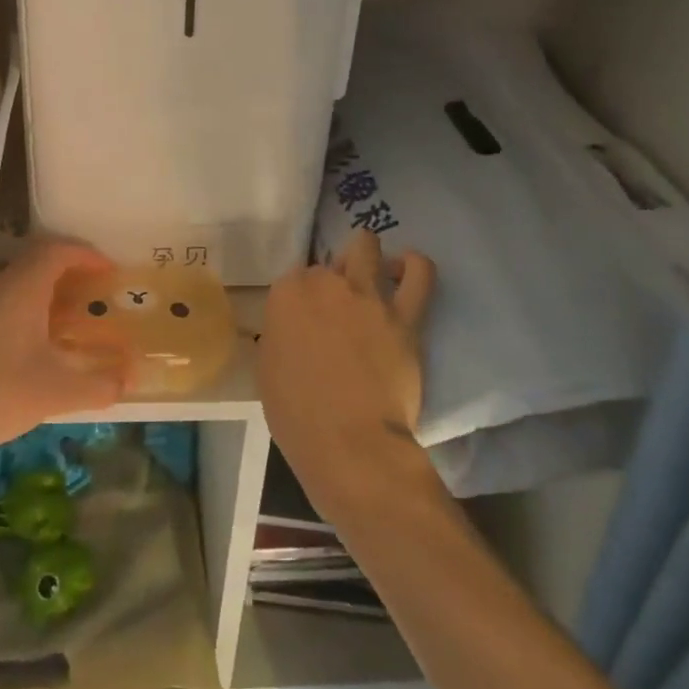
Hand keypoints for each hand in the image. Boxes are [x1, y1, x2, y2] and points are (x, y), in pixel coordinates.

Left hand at [0, 240, 134, 456]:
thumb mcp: (54, 392)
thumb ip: (96, 387)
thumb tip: (127, 381)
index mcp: (24, 287)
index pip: (59, 250)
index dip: (87, 255)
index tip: (111, 271)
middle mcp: (1, 287)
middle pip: (40, 262)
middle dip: (72, 271)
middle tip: (98, 292)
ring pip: (22, 284)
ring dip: (51, 292)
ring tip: (76, 318)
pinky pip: (9, 304)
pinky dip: (33, 311)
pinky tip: (40, 346)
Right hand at [258, 231, 434, 512]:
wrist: (350, 442)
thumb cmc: (297, 414)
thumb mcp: (268, 368)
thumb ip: (280, 335)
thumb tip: (293, 331)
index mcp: (287, 294)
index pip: (295, 278)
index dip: (302, 299)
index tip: (306, 321)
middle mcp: (326, 283)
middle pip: (330, 262)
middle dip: (333, 278)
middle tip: (337, 308)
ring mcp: (367, 295)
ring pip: (367, 246)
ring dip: (366, 255)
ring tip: (371, 273)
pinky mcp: (405, 315)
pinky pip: (420, 274)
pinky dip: (414, 265)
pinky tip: (408, 268)